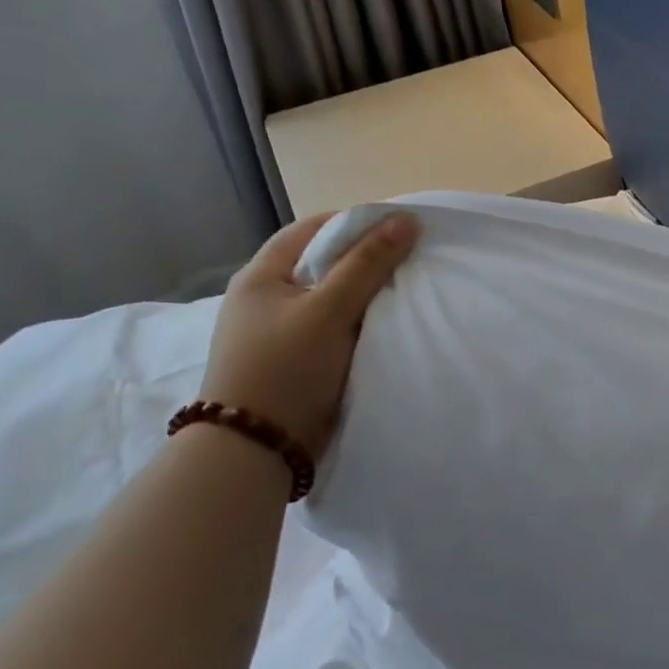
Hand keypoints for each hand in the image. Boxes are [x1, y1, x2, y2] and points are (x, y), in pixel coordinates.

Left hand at [198, 210, 419, 458]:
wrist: (258, 449)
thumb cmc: (286, 368)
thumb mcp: (329, 310)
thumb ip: (367, 264)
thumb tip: (406, 219)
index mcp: (262, 276)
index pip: (314, 230)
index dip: (356, 224)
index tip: (399, 229)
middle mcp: (268, 299)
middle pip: (325, 264)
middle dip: (367, 261)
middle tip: (411, 261)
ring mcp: (282, 332)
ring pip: (334, 299)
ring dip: (367, 296)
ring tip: (408, 291)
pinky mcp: (298, 361)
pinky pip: (337, 329)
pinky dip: (362, 324)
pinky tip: (388, 326)